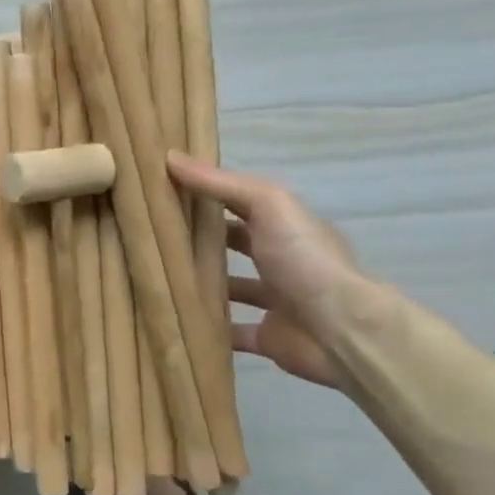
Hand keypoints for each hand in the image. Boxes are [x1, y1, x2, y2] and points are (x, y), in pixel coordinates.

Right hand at [165, 152, 374, 388]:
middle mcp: (284, 261)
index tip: (164, 191)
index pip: (241, 203)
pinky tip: (176, 321)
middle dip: (201, 241)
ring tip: (157, 279)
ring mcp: (278, 301)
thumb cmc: (305, 259)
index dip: (207, 194)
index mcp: (287, 227)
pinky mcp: (269, 337)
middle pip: (236, 245)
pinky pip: (232, 333)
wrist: (341, 329)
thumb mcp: (267, 204)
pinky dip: (210, 330)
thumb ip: (220, 183)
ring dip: (203, 286)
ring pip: (232, 289)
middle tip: (153, 237)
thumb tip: (169, 157)